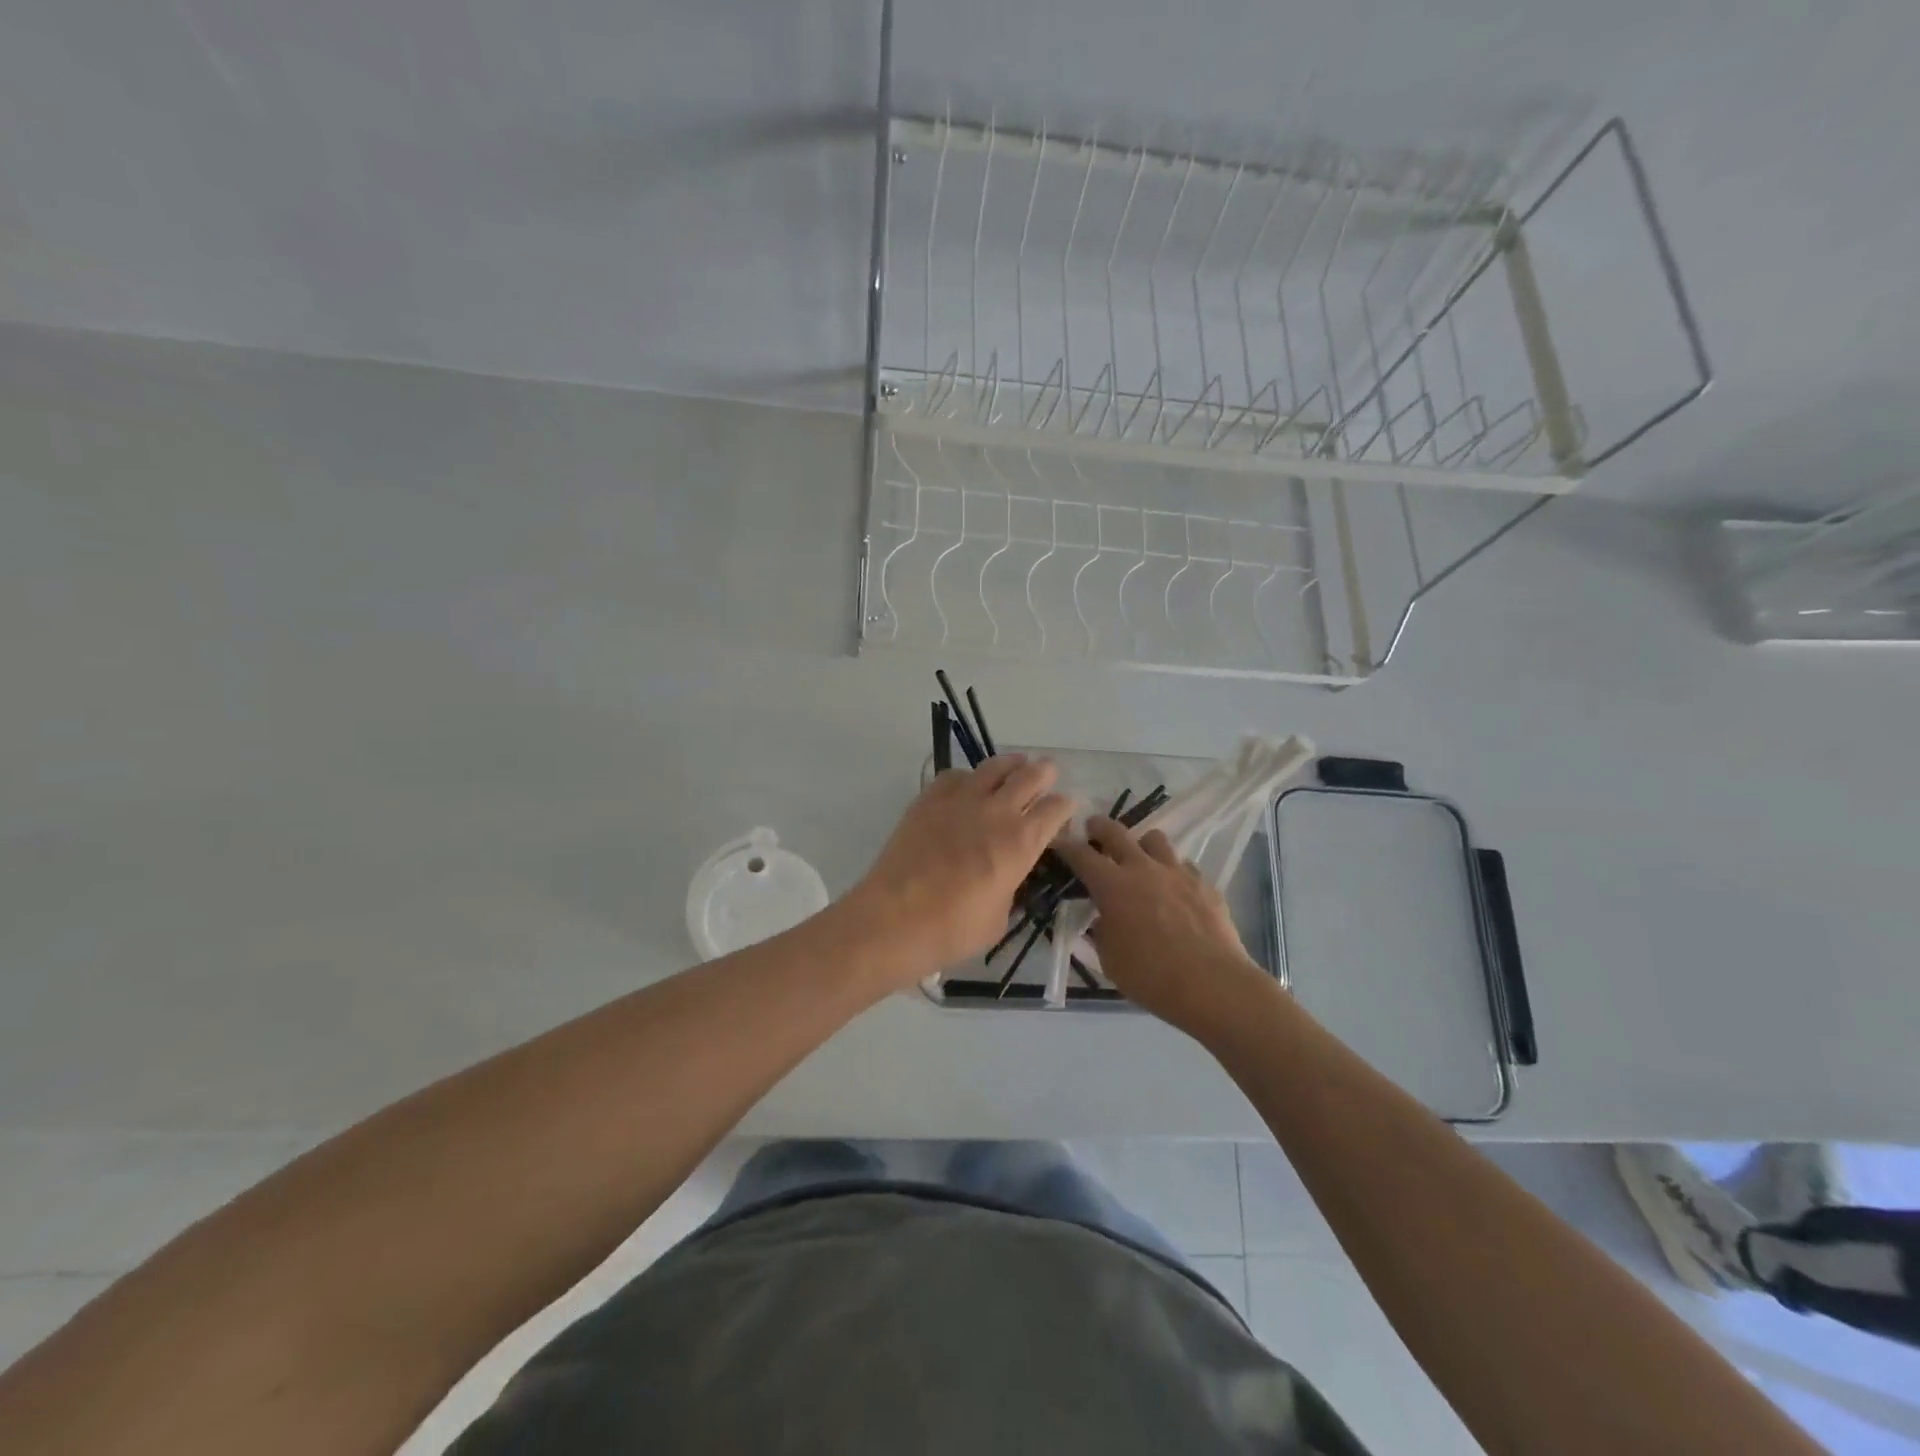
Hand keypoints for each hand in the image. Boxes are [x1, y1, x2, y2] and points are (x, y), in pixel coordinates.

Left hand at [847, 756, 1076, 986]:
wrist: (894, 918)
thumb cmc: (952, 929)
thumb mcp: (999, 918)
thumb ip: (1010, 887)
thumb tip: (1008, 875)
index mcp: (1021, 843)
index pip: (1055, 809)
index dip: (1066, 806)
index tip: (1066, 808)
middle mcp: (996, 812)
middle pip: (1030, 776)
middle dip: (1045, 772)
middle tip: (1048, 773)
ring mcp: (961, 800)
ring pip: (994, 766)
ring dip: (1011, 764)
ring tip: (1016, 764)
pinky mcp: (929, 799)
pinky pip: (955, 775)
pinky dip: (969, 776)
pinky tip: (968, 785)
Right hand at [1053, 816, 1273, 1039]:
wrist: (1212, 984)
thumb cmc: (1151, 976)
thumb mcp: (1110, 959)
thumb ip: (1103, 932)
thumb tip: (1105, 919)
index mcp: (1112, 886)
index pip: (1081, 855)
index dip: (1066, 845)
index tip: (1058, 841)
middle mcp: (1143, 868)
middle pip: (1117, 832)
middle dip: (1100, 827)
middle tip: (1093, 828)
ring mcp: (1177, 872)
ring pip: (1155, 839)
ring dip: (1142, 844)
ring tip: (1140, 857)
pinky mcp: (1205, 884)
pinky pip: (1183, 866)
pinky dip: (1172, 872)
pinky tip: (1174, 890)